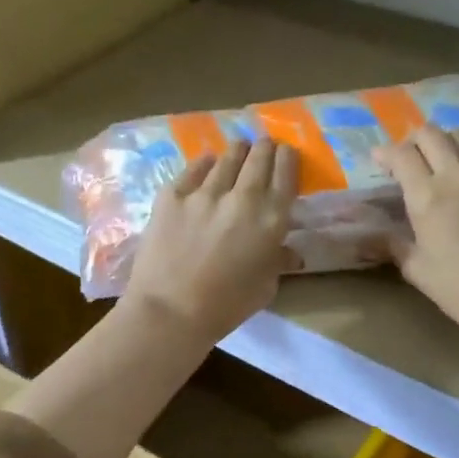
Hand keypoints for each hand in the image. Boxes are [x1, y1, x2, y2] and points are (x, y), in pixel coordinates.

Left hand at [125, 138, 298, 343]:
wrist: (170, 311)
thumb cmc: (225, 307)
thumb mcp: (265, 287)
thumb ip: (278, 261)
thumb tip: (288, 251)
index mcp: (271, 219)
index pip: (286, 173)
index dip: (287, 158)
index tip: (285, 154)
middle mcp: (243, 197)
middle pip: (259, 157)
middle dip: (264, 148)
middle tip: (263, 147)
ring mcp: (205, 192)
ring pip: (227, 157)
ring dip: (236, 152)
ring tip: (238, 149)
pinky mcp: (172, 194)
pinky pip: (194, 168)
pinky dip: (205, 164)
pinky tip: (207, 163)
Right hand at [376, 127, 458, 349]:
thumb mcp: (417, 270)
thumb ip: (394, 244)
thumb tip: (374, 235)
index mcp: (428, 196)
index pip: (402, 155)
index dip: (385, 153)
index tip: (378, 161)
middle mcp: (458, 176)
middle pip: (432, 134)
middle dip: (412, 140)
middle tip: (405, 159)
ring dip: (443, 143)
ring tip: (437, 163)